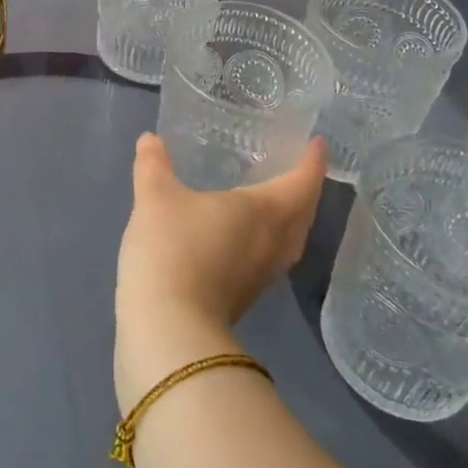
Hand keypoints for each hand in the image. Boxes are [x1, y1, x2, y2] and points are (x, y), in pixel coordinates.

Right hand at [114, 133, 325, 409]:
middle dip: (306, 191)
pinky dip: (268, 240)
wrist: (168, 328)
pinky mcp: (244, 298)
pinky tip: (245, 237)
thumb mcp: (155, 196)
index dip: (312, 164)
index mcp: (262, 212)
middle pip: (303, 214)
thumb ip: (153, 165)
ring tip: (277, 202)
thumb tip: (149, 139)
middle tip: (299, 170)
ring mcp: (261, 276)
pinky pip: (270, 258)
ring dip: (291, 219)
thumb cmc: (171, 248)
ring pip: (289, 241)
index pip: (300, 184)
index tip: (319, 144)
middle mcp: (271, 243)